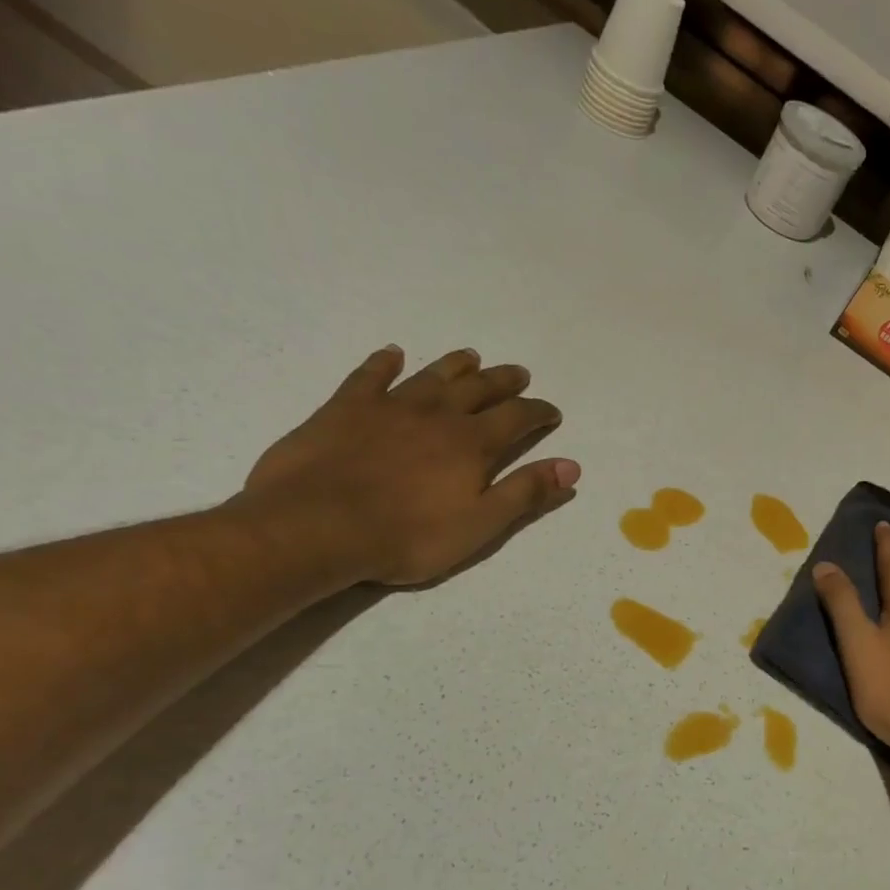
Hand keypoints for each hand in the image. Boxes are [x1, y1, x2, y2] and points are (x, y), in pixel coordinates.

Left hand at [240, 345, 578, 585]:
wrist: (317, 526)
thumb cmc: (407, 535)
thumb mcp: (480, 525)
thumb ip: (526, 493)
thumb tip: (571, 466)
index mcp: (472, 444)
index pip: (517, 418)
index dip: (538, 412)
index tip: (552, 411)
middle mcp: (438, 414)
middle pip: (479, 389)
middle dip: (504, 381)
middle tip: (518, 374)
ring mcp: (390, 406)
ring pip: (432, 375)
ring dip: (455, 365)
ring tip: (471, 356)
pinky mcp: (346, 408)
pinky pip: (370, 375)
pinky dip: (384, 363)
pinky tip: (392, 354)